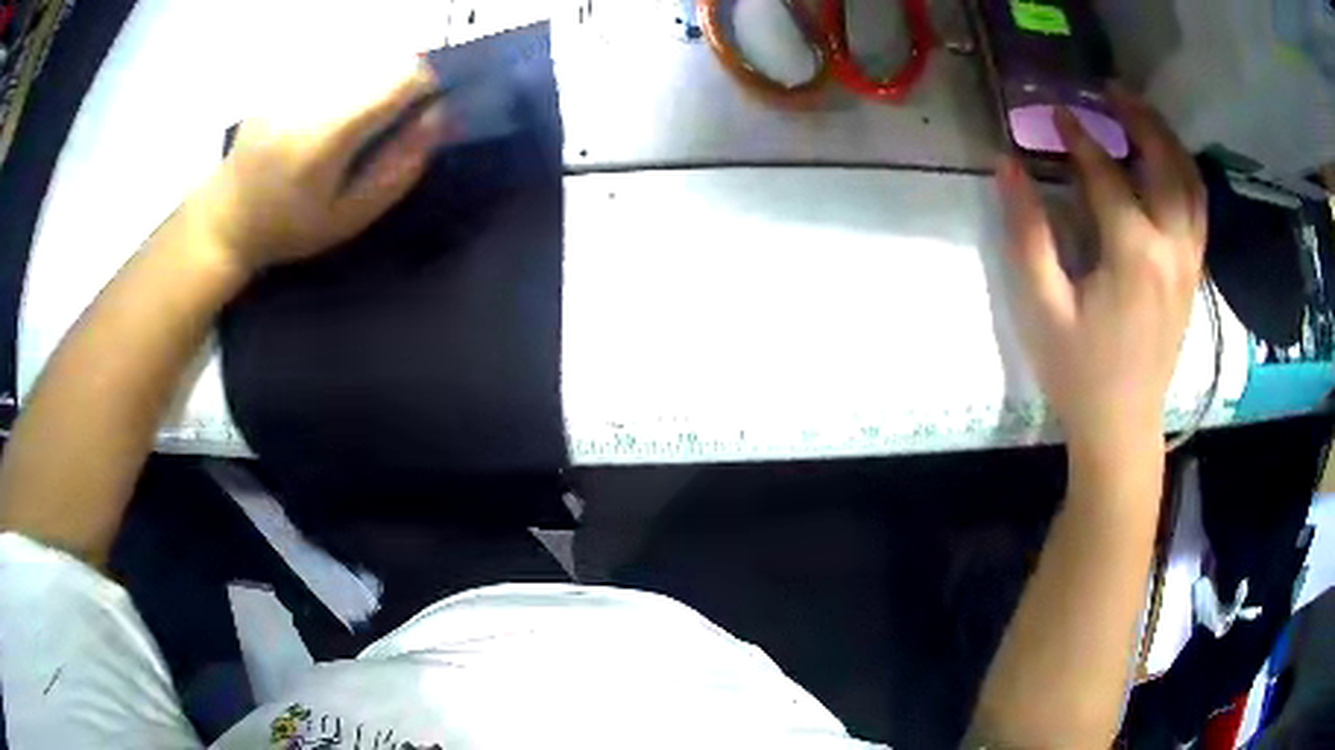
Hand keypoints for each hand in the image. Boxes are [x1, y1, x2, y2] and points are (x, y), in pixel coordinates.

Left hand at [188, 58, 447, 274]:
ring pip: (365, 47)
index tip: (421, 112)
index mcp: (326, 133)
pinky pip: (337, 53)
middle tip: (391, 113)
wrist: (226, 217)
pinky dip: (351, 69)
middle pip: (387, 54)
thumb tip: (440, 116)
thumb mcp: (349, 217)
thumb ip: (398, 169)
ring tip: (361, 110)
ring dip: (378, 71)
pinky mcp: (284, 73)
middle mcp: (311, 93)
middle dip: (403, 77)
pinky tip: (333, 104)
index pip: (401, 75)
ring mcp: (294, 78)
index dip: (426, 86)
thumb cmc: (289, 227)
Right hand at [997, 86, 1206, 456]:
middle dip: (1138, 118)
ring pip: (1190, 182)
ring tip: (1140, 113)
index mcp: (1134, 255)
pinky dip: (1184, 172)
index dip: (1078, 137)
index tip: (1055, 111)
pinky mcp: (1192, 273)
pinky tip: (1166, 161)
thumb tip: (1008, 165)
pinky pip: (1198, 208)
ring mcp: (1188, 261)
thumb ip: (1027, 233)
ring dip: (1167, 139)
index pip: (1107, 174)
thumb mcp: (1042, 308)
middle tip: (1110, 90)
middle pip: (1165, 163)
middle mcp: (1171, 248)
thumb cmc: (1079, 373)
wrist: (1123, 426)